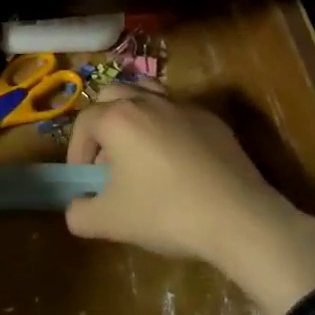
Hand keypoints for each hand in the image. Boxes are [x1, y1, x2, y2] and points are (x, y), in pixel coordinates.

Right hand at [66, 93, 314, 314]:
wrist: (239, 218)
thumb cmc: (167, 213)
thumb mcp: (112, 222)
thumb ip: (80, 214)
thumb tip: (75, 208)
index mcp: (117, 118)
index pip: (83, 122)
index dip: (77, 150)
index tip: (84, 179)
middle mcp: (146, 101)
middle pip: (111, 95)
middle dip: (103, 122)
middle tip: (108, 159)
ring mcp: (182, 106)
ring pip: (146, 92)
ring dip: (134, 113)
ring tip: (139, 147)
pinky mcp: (211, 119)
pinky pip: (178, 112)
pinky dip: (168, 127)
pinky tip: (178, 161)